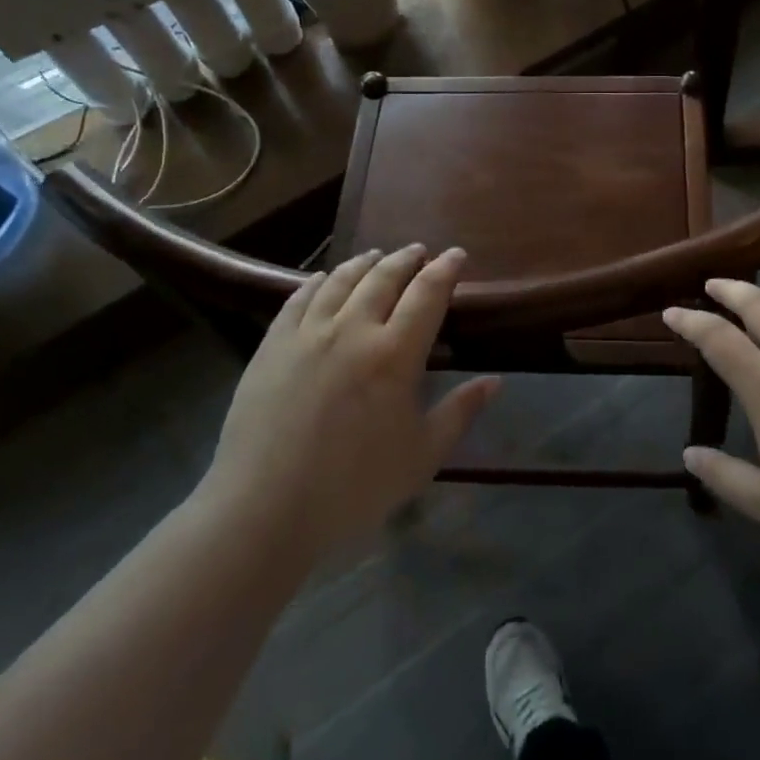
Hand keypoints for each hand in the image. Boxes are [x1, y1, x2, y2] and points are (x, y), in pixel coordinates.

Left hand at [196, 246, 496, 559]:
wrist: (264, 508)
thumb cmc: (353, 487)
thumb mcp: (422, 457)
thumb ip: (460, 413)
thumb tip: (495, 381)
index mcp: (394, 354)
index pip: (427, 294)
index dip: (445, 269)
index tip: (457, 254)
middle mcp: (353, 330)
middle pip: (384, 278)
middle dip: (406, 259)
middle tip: (419, 251)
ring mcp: (307, 334)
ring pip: (341, 281)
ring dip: (364, 263)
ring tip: (377, 256)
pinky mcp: (272, 345)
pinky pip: (298, 298)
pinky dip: (317, 282)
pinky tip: (323, 278)